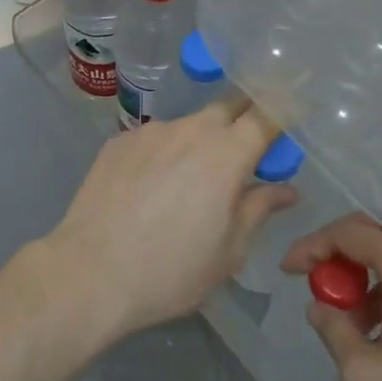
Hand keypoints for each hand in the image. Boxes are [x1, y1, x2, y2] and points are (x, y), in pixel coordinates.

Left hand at [43, 102, 297, 340]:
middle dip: (243, 120)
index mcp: (226, 154)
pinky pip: (154, 138)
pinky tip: (150, 187)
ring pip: (188, 124)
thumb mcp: (229, 251)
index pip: (266, 113)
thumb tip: (285, 188)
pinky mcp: (118, 141)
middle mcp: (190, 129)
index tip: (291, 116)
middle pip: (227, 107)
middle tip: (245, 151)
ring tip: (188, 182)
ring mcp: (150, 131)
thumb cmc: (170, 270)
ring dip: (200, 141)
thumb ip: (258, 209)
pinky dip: (164, 153)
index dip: (283, 110)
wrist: (89, 273)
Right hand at [282, 214, 381, 380]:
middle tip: (322, 290)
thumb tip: (321, 307)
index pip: (352, 233)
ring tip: (355, 325)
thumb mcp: (363, 377)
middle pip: (381, 237)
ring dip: (371, 279)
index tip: (289, 270)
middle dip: (342, 257)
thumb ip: (334, 330)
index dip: (313, 244)